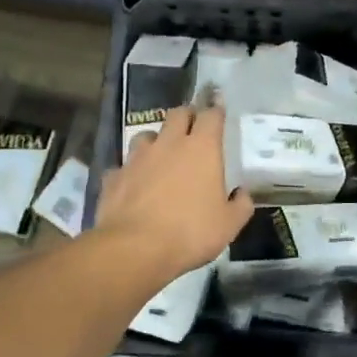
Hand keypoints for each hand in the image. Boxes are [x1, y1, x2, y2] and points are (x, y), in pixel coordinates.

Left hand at [95, 105, 252, 277]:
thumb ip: (240, 205)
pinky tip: (134, 186)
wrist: (135, 249)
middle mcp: (169, 144)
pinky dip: (131, 172)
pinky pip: (124, 166)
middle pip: (178, 113)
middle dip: (187, 116)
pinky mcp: (115, 176)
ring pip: (146, 135)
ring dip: (156, 141)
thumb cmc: (190, 232)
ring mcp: (138, 158)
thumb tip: (241, 194)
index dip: (216, 109)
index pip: (211, 115)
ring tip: (161, 156)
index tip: (219, 108)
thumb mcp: (229, 225)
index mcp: (202, 149)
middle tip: (192, 129)